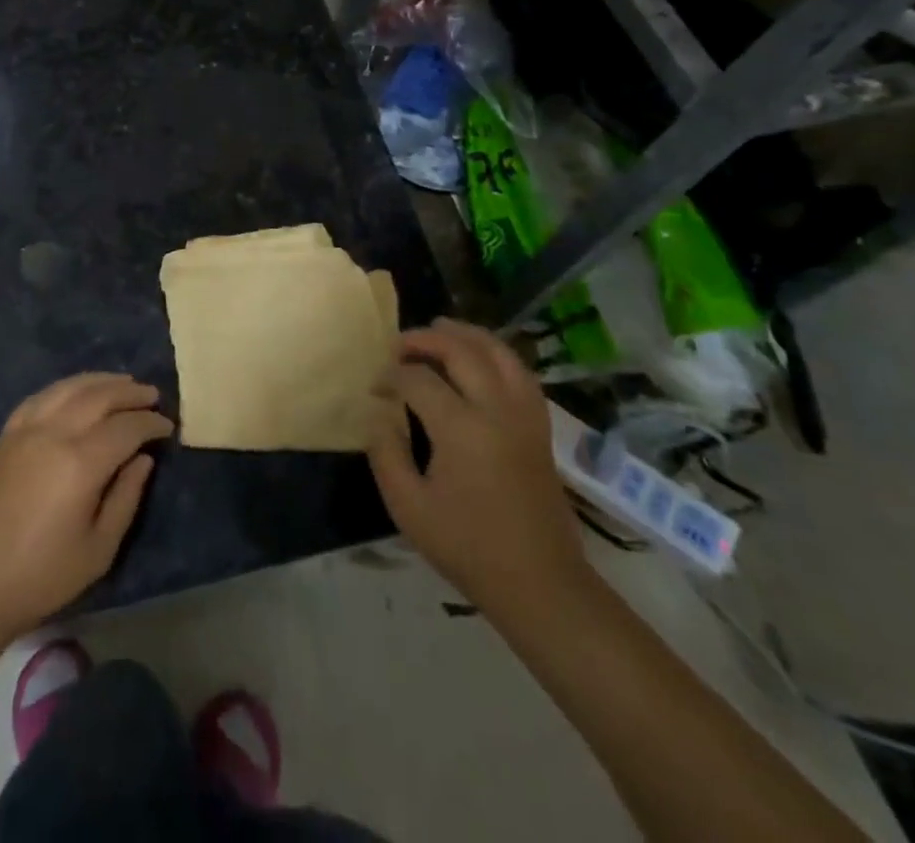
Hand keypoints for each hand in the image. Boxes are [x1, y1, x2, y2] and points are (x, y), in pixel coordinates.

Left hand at [0, 373, 172, 636]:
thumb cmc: (44, 575)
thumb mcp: (99, 548)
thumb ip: (126, 496)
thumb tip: (143, 458)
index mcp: (80, 463)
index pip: (126, 427)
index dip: (151, 423)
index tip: (168, 426)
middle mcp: (54, 434)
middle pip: (99, 396)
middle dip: (130, 393)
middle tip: (152, 395)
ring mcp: (26, 429)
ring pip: (70, 388)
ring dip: (100, 381)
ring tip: (123, 383)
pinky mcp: (7, 434)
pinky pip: (41, 396)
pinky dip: (66, 387)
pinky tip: (78, 391)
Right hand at [368, 320, 590, 620]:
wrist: (540, 584)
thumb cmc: (468, 548)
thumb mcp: (409, 507)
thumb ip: (386, 453)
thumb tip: (378, 413)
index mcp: (462, 429)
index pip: (418, 379)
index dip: (390, 376)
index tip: (374, 389)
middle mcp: (496, 409)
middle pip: (461, 350)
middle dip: (425, 339)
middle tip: (398, 345)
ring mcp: (524, 415)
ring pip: (498, 351)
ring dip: (466, 334)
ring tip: (439, 329)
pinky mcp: (540, 426)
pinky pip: (520, 371)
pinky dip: (496, 353)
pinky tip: (479, 357)